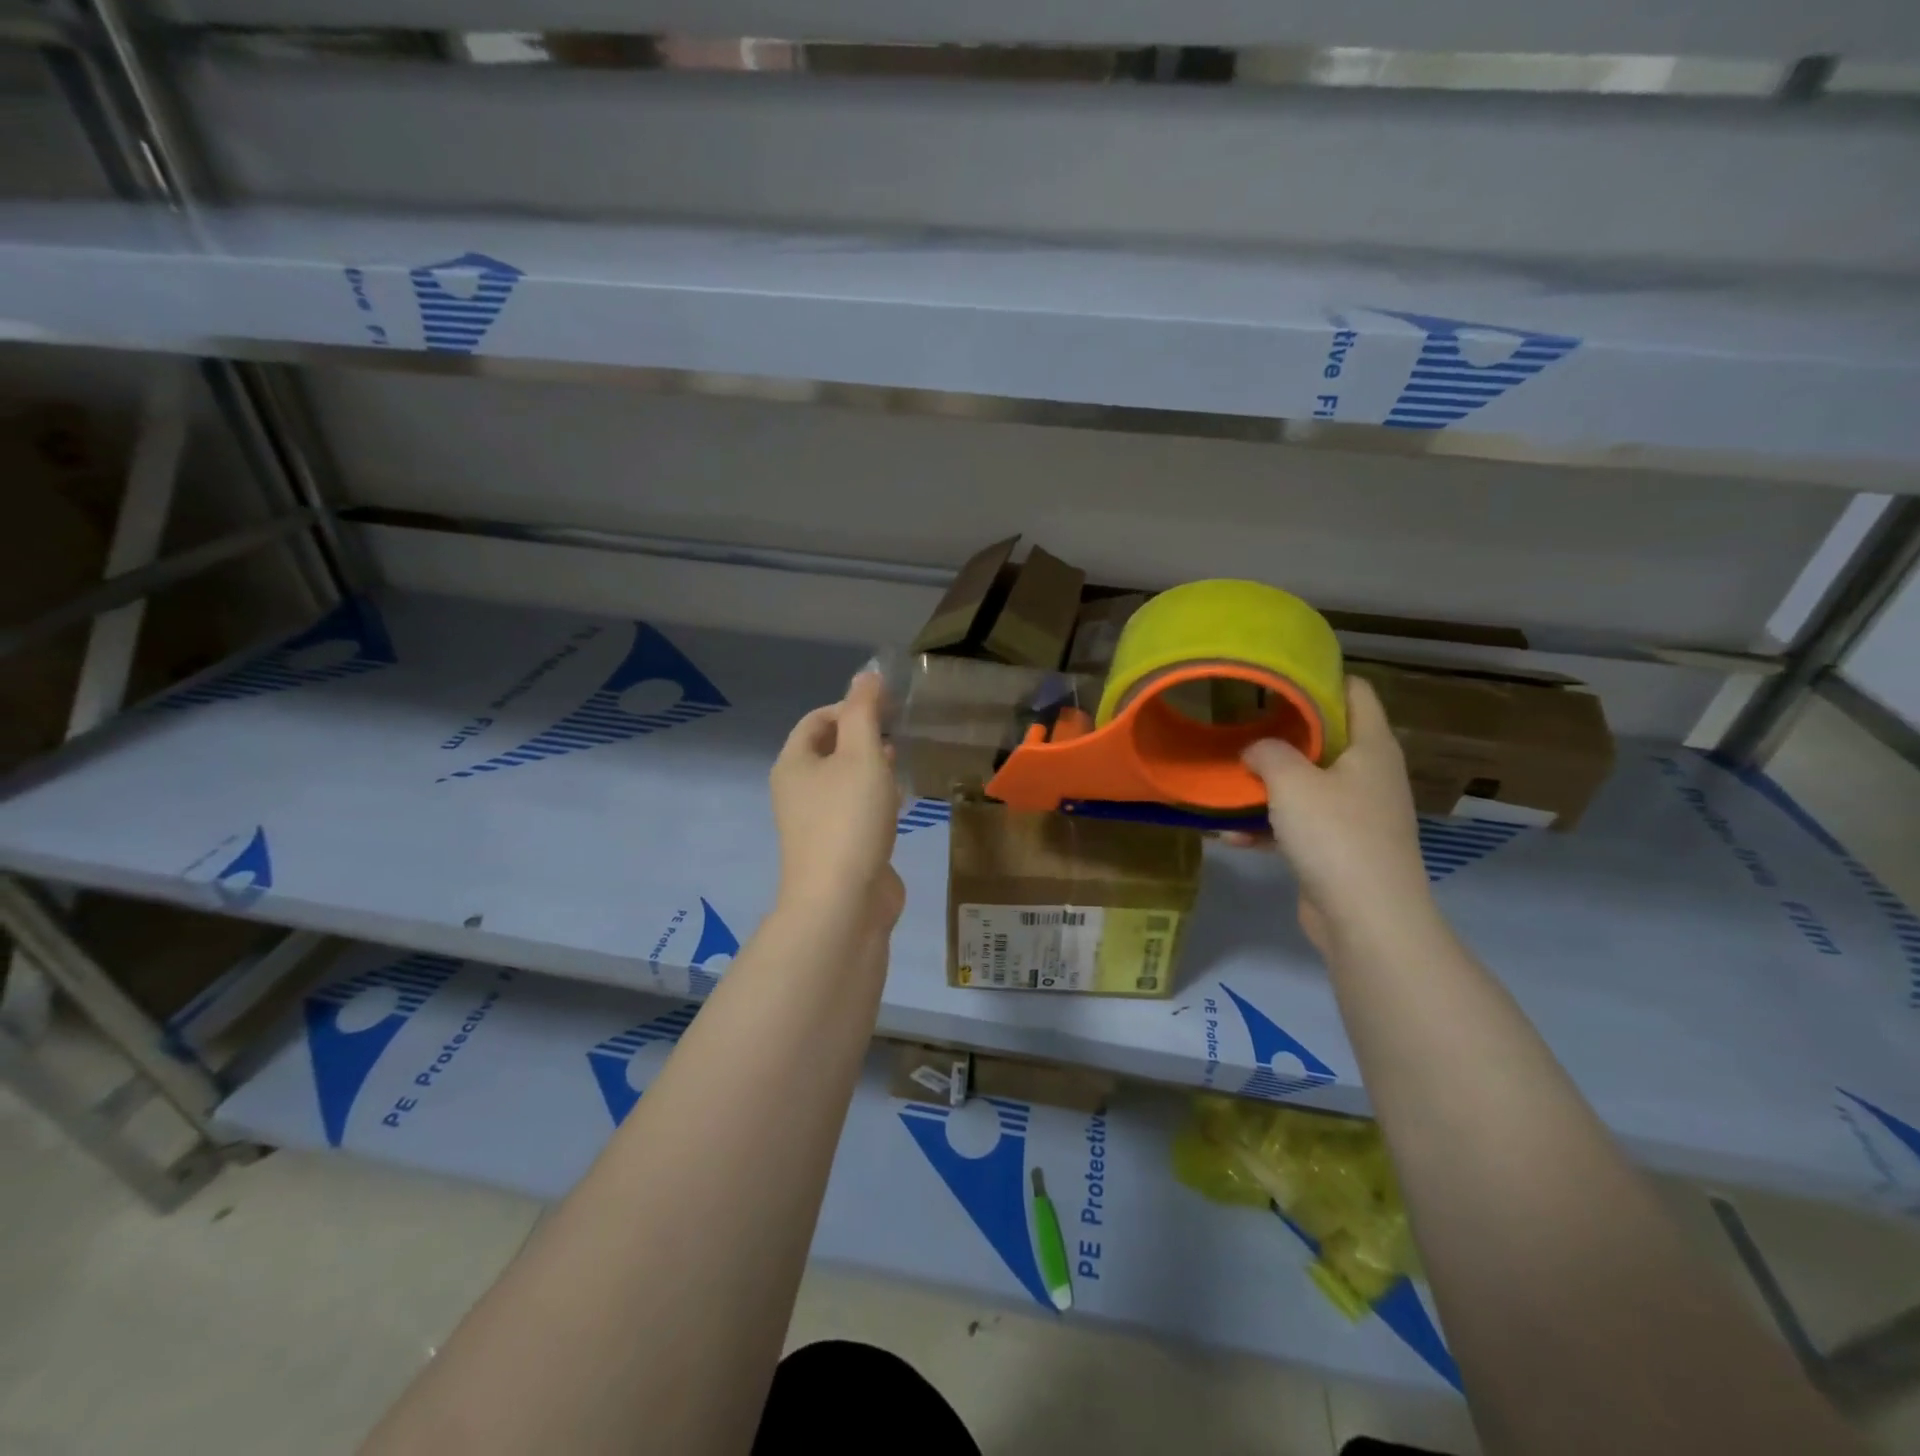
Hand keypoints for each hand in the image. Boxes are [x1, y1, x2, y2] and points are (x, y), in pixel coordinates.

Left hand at [770, 672, 904, 931]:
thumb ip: (864, 711)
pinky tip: (899, 800)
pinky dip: (875, 799)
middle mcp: (798, 791)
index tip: (888, 707)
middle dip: (862, 736)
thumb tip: (867, 675)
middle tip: (898, 731)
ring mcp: (817, 823)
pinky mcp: (838, 848)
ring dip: (871, 767)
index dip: (850, 706)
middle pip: (829, 750)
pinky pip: (856, 811)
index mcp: (794, 764)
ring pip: (844, 782)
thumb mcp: (861, 754)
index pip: (817, 720)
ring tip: (900, 760)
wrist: (842, 902)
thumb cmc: (848, 818)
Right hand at [1241, 677, 1434, 953]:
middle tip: (1239, 725)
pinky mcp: (1339, 849)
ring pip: (1306, 784)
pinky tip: (1229, 834)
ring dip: (1266, 785)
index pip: (1356, 691)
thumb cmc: (1336, 835)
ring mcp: (1356, 814)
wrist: (1367, 920)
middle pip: (1326, 738)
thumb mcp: (1292, 781)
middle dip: (1280, 733)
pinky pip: (1297, 825)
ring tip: (1224, 780)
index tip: (1275, 677)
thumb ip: (1267, 752)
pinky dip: (1268, 827)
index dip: (1320, 677)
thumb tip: (1255, 751)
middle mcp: (1369, 775)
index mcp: (1372, 747)